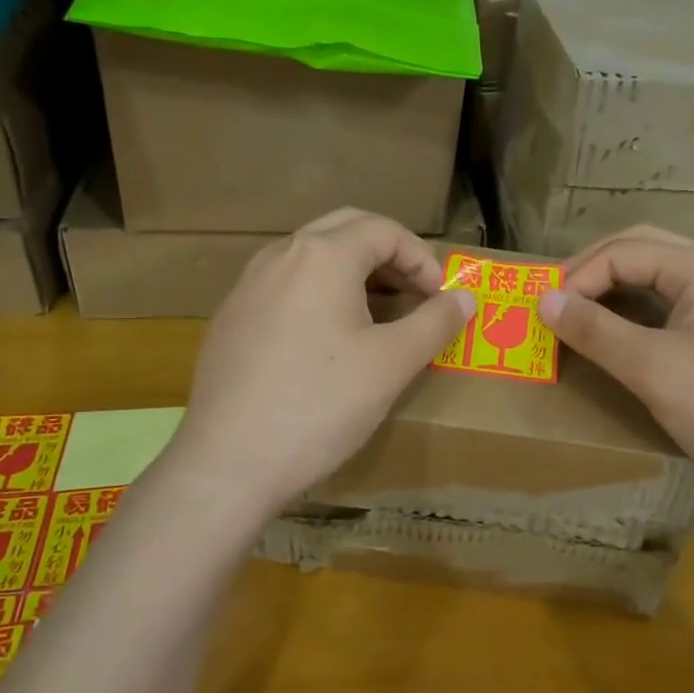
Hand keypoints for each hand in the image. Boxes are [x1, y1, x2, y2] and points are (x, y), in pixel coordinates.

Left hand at [166, 208, 475, 515]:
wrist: (228, 463)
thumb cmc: (321, 404)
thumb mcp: (392, 364)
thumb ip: (435, 323)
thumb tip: (465, 297)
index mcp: (322, 255)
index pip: (384, 230)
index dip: (422, 259)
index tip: (440, 299)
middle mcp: (280, 255)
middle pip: (345, 230)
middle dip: (387, 254)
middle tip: (413, 293)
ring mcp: (247, 285)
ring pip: (311, 256)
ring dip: (351, 272)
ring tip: (376, 315)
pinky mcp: (230, 318)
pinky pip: (284, 286)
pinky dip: (318, 294)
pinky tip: (326, 342)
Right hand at [537, 226, 693, 506]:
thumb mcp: (652, 369)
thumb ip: (594, 329)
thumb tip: (543, 299)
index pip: (625, 251)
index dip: (578, 277)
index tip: (543, 313)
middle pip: (641, 249)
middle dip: (592, 270)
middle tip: (553, 299)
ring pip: (655, 274)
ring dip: (612, 286)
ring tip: (574, 310)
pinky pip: (670, 300)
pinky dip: (634, 308)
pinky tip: (613, 328)